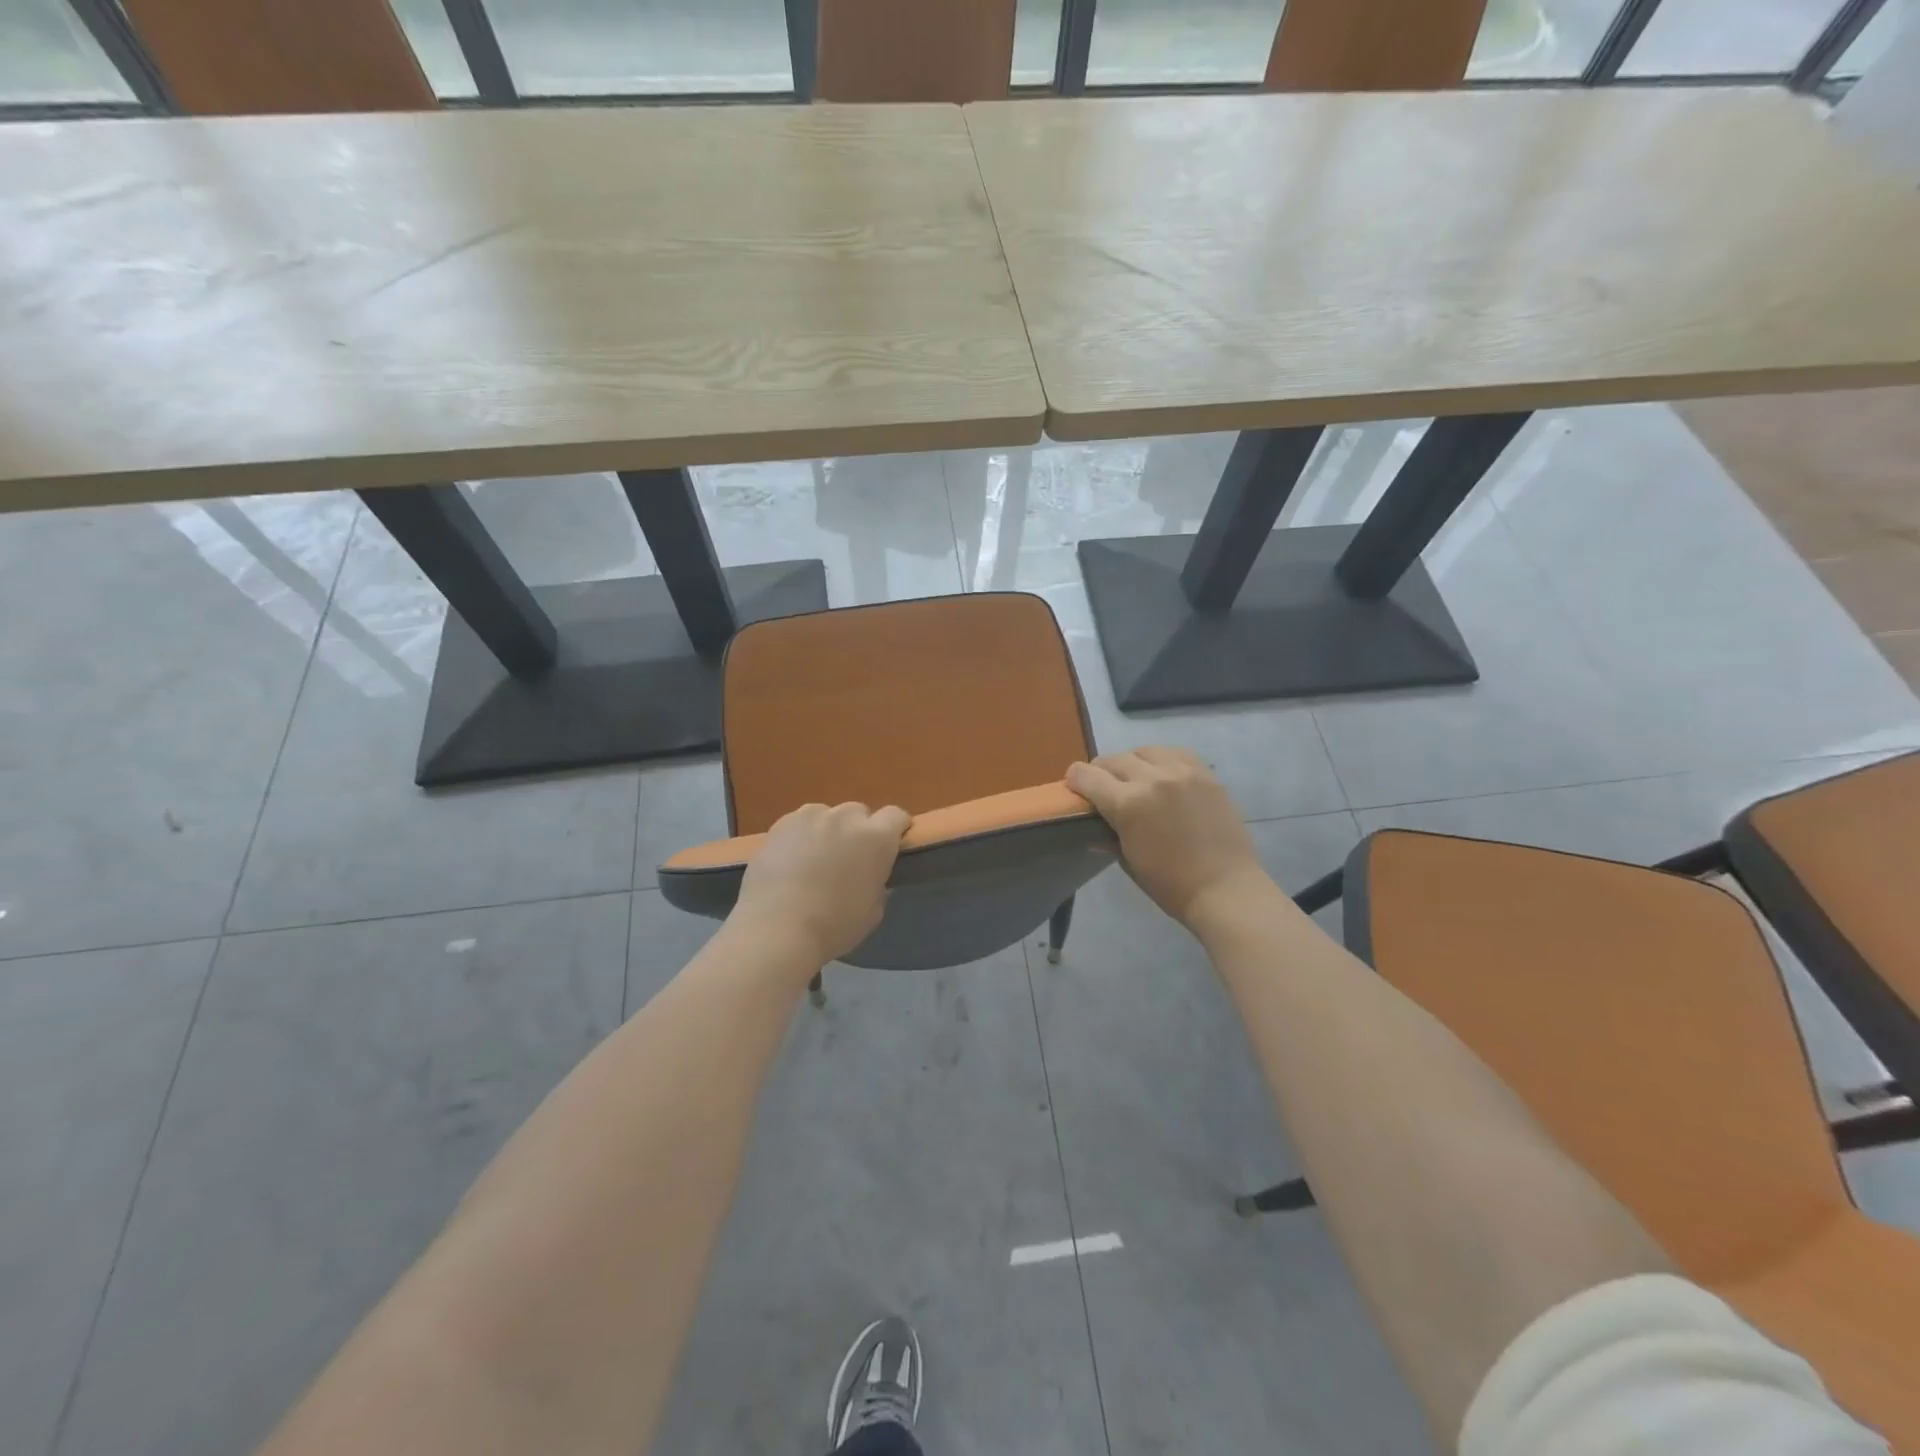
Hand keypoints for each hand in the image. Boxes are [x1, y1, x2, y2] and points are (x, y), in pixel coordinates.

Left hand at [731, 802, 910, 966]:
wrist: (776, 929)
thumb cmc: (833, 926)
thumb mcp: (872, 912)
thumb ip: (877, 885)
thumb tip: (872, 877)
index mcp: (876, 838)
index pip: (897, 816)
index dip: (896, 829)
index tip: (891, 846)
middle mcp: (846, 818)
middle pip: (859, 813)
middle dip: (858, 831)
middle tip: (848, 859)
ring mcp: (811, 816)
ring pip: (827, 816)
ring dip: (828, 831)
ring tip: (814, 859)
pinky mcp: (781, 823)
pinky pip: (799, 824)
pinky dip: (800, 837)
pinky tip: (790, 861)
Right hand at [1066, 747, 1269, 928]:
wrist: (1226, 890)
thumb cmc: (1171, 885)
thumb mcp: (1130, 862)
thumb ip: (1109, 836)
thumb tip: (1094, 827)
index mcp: (1128, 803)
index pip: (1087, 776)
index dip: (1075, 779)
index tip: (1074, 786)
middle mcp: (1153, 778)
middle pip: (1114, 759)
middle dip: (1101, 771)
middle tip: (1102, 786)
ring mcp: (1183, 772)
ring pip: (1145, 750)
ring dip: (1132, 762)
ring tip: (1135, 778)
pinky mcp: (1206, 774)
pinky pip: (1176, 753)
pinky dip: (1163, 760)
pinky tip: (1164, 776)